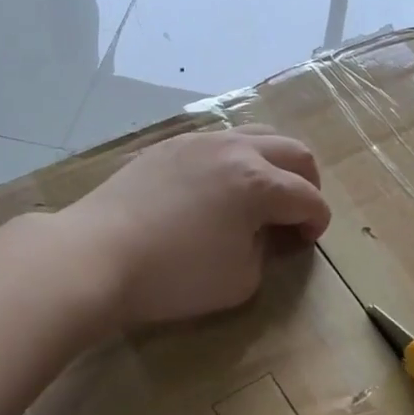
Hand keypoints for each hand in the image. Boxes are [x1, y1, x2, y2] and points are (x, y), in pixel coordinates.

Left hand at [57, 126, 330, 328]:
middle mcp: (237, 150)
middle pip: (294, 151)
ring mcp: (200, 142)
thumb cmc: (175, 275)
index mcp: (260, 183)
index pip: (308, 198)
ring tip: (265, 191)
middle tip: (298, 211)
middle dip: (307, 181)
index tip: (308, 241)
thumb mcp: (240, 279)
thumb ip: (265, 252)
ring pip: (257, 134)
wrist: (96, 255)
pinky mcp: (170, 145)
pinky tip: (221, 185)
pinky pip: (219, 141)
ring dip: (274, 162)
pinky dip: (237, 159)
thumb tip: (262, 234)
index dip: (317, 221)